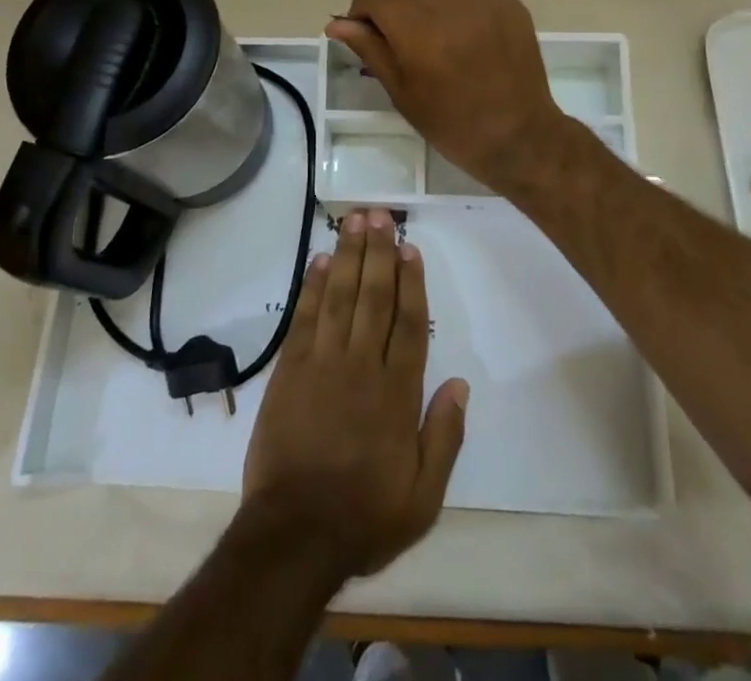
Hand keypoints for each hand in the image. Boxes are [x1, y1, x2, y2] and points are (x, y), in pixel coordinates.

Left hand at [240, 208, 468, 580]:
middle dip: (378, 252)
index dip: (412, 282)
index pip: (410, 323)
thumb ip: (444, 437)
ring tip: (353, 221)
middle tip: (379, 215)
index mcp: (398, 394)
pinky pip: (304, 318)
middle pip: (374, 297)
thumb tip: (460, 383)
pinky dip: (311, 286)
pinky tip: (319, 260)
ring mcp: (323, 364)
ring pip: (339, 297)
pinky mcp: (290, 370)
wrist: (294, 535)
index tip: (410, 248)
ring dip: (347, 256)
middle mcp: (362, 367)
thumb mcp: (423, 497)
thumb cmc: (364, 516)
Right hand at [327, 0, 572, 190]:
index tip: (366, 35)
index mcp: (418, 28)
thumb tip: (336, 23)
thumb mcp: (401, 92)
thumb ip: (370, 49)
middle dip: (391, 0)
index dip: (361, 13)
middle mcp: (449, 0)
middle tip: (397, 34)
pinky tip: (459, 20)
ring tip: (428, 16)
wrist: (518, 135)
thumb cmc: (452, 123)